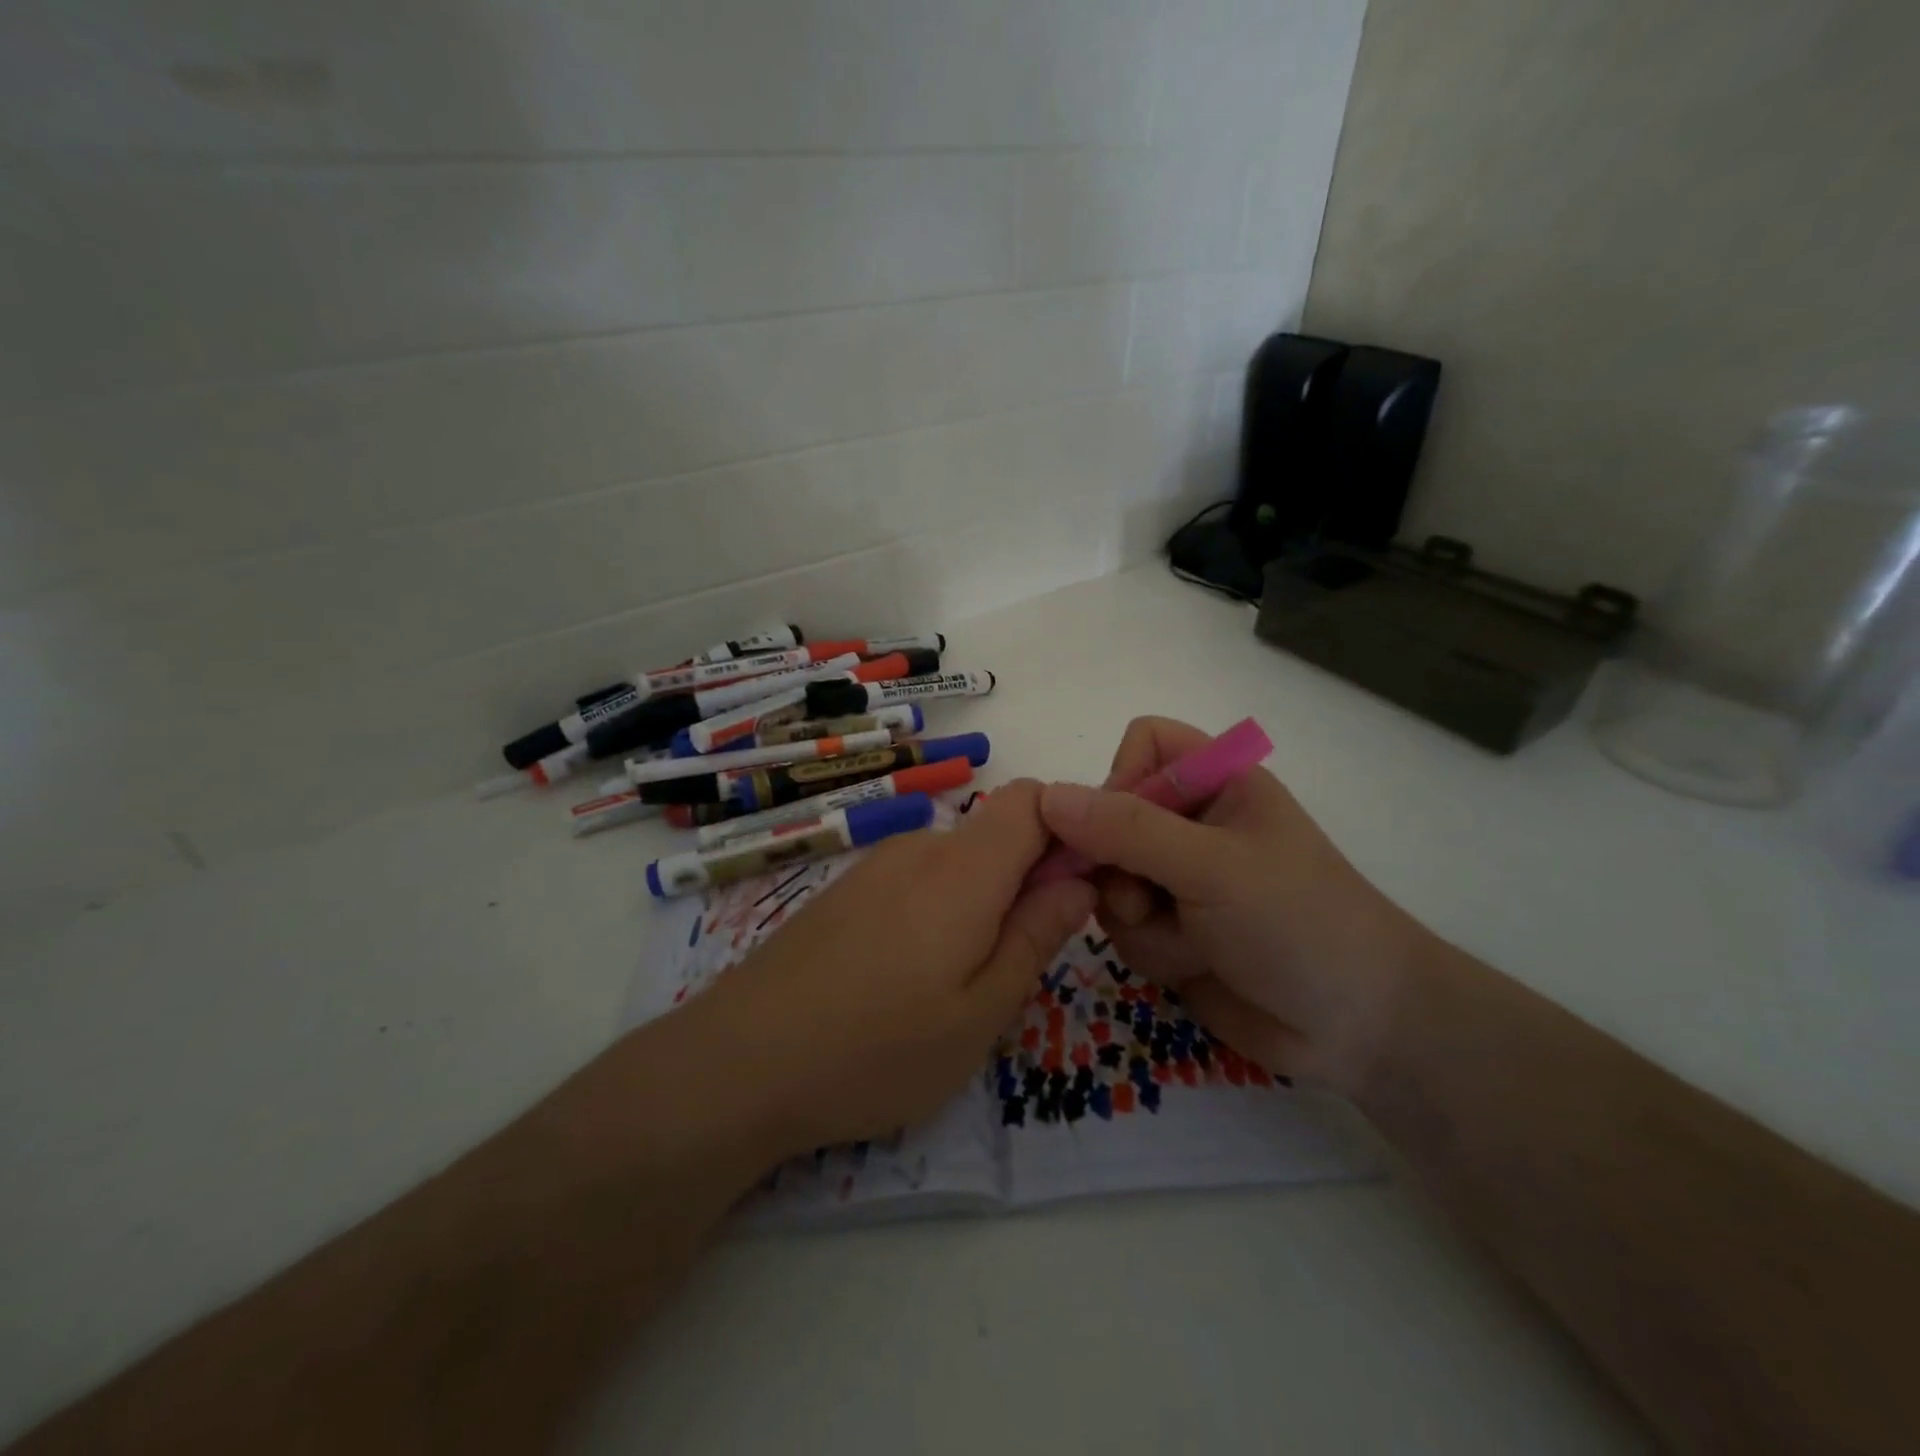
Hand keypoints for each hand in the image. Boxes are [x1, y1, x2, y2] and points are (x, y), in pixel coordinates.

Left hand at [684, 780, 1094, 1158]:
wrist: (741, 1061)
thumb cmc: (877, 1048)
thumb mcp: (980, 1012)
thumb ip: (1037, 936)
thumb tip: (1078, 879)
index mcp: (964, 869)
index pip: (1033, 799)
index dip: (1069, 827)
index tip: (1080, 888)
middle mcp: (920, 848)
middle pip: (997, 832)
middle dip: (1028, 878)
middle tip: (1021, 961)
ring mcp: (876, 866)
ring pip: (957, 861)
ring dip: (982, 901)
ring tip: (960, 982)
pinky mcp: (847, 890)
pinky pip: (917, 879)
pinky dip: (940, 909)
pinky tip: (909, 976)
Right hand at [1038, 717, 1432, 1093]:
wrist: (1359, 1029)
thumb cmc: (1298, 924)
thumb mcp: (1212, 867)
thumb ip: (1127, 830)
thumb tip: (1046, 797)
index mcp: (1218, 781)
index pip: (1143, 743)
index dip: (1122, 777)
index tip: (1122, 829)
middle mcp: (1191, 821)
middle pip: (1108, 816)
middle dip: (1119, 866)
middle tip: (1146, 900)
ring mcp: (1177, 877)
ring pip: (1107, 877)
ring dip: (1137, 916)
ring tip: (1189, 941)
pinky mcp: (1170, 927)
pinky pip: (1121, 924)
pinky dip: (1149, 948)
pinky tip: (1192, 964)